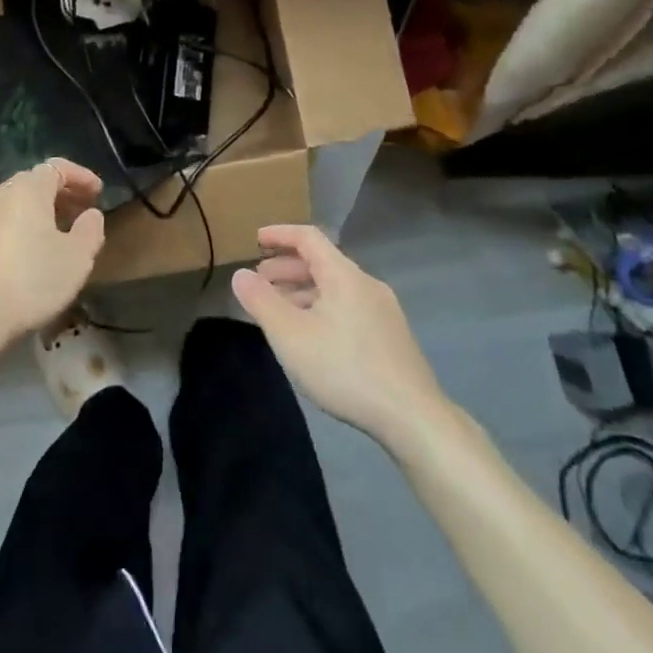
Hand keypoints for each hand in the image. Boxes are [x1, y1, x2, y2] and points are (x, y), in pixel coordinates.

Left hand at [0, 159, 106, 394]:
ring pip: (13, 203)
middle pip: (33, 182)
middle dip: (60, 193)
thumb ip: (90, 230)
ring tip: (55, 234)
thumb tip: (91, 214)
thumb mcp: (76, 260)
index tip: (98, 192)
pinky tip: (25, 254)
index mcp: (27, 190)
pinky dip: (16, 227)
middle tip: (80, 211)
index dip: (80, 176)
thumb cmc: (29, 283)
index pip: (57, 167)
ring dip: (37, 211)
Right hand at [232, 223, 448, 443]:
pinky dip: (323, 309)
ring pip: (336, 288)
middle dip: (287, 268)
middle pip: (322, 263)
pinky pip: (349, 308)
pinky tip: (313, 337)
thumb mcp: (290, 335)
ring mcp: (384, 311)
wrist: (413, 417)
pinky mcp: (392, 337)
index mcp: (344, 275)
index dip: (280, 234)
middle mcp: (366, 284)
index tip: (255, 239)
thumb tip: (240, 274)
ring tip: (280, 312)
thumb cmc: (344, 368)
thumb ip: (261, 301)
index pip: (308, 237)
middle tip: (260, 282)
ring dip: (304, 292)